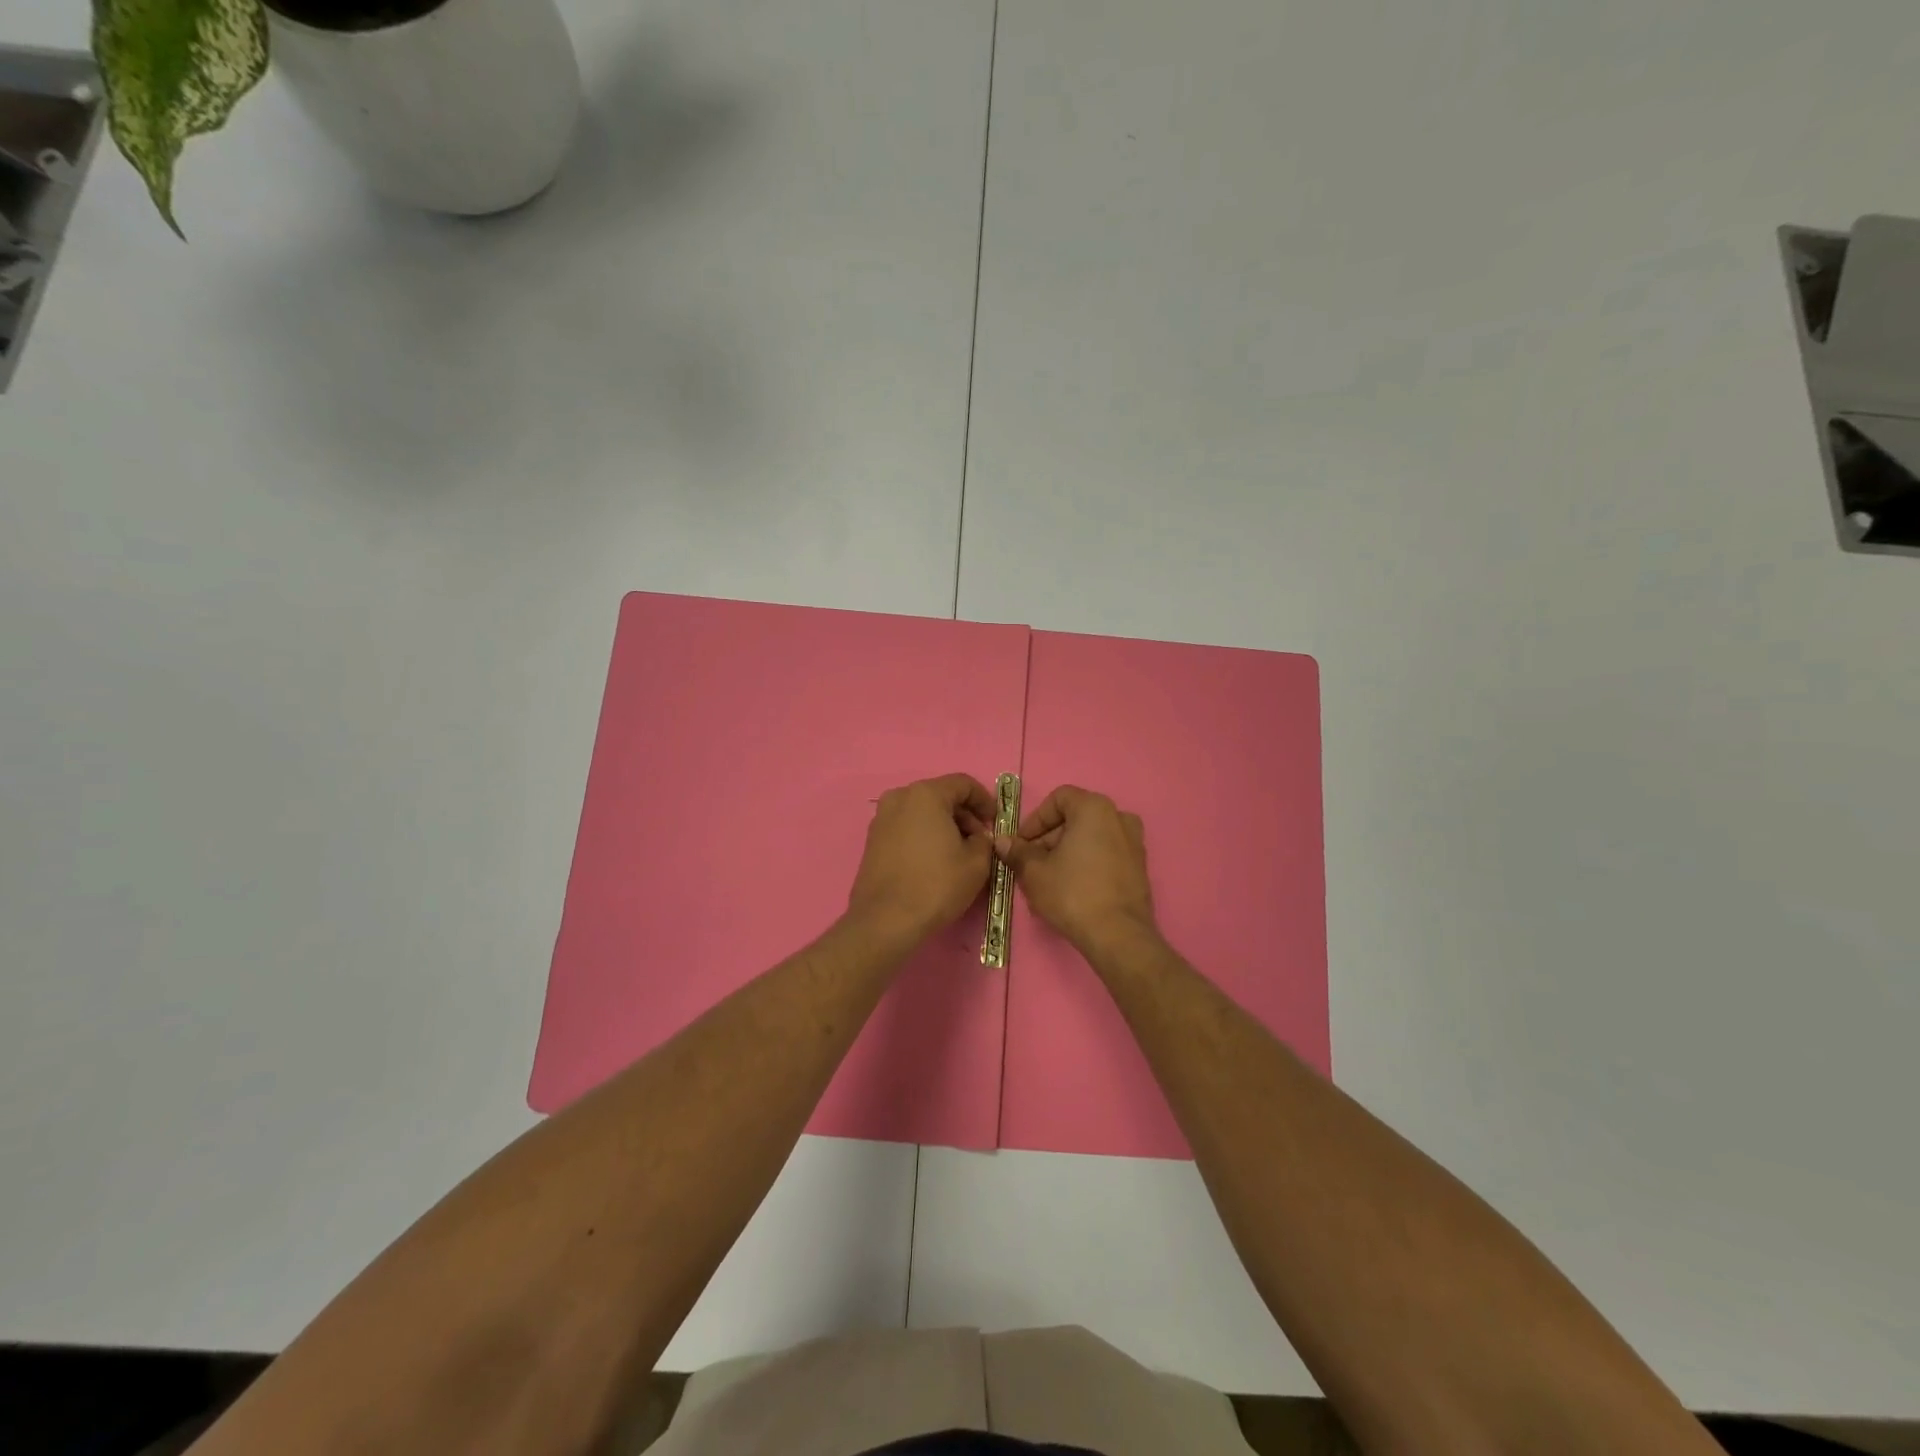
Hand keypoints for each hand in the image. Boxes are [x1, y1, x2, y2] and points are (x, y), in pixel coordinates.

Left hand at [846, 774, 996, 942]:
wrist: (885, 920)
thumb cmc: (936, 885)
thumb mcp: (977, 862)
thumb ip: (985, 840)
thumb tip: (979, 837)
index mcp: (925, 794)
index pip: (963, 784)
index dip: (985, 801)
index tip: (996, 822)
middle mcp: (899, 797)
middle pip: (941, 796)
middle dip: (964, 815)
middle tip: (980, 841)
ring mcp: (881, 818)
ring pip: (922, 812)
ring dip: (944, 826)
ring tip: (959, 853)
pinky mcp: (872, 840)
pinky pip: (906, 827)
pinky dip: (924, 836)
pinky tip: (934, 861)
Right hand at [996, 785, 1157, 956]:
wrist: (1118, 935)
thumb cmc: (1072, 893)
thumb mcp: (1034, 872)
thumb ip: (1017, 852)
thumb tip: (1002, 842)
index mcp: (1094, 808)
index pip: (1058, 799)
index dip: (1035, 819)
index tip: (1022, 843)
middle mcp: (1119, 817)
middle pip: (1075, 819)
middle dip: (1049, 840)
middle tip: (1031, 864)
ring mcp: (1134, 843)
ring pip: (1090, 839)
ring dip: (1066, 853)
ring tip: (1048, 880)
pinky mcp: (1139, 867)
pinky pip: (1105, 855)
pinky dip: (1086, 864)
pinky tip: (1071, 890)